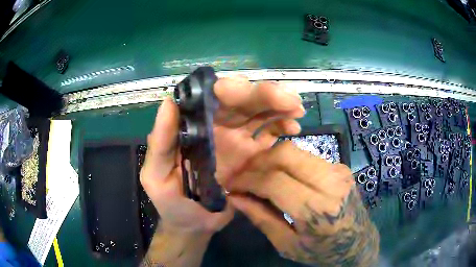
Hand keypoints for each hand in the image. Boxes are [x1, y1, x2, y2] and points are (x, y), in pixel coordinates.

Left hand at [140, 77, 304, 234]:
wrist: (194, 224)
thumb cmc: (171, 200)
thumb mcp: (156, 174)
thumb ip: (161, 142)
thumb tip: (169, 102)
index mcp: (194, 127)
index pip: (211, 97)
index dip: (229, 88)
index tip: (246, 89)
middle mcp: (217, 127)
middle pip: (242, 101)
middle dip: (265, 94)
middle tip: (288, 98)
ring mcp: (238, 140)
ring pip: (260, 113)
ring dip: (279, 106)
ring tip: (296, 109)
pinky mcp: (254, 155)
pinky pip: (271, 134)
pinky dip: (283, 126)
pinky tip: (294, 128)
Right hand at [226, 141, 379, 266]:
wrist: (358, 243)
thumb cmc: (322, 252)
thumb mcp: (287, 245)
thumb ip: (261, 218)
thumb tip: (235, 197)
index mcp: (318, 210)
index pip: (275, 181)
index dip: (248, 180)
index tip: (232, 184)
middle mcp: (331, 184)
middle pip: (286, 154)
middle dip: (258, 161)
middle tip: (243, 175)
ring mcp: (339, 171)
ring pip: (296, 151)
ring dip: (271, 159)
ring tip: (257, 176)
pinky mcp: (340, 167)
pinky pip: (307, 157)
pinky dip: (287, 163)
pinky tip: (280, 177)